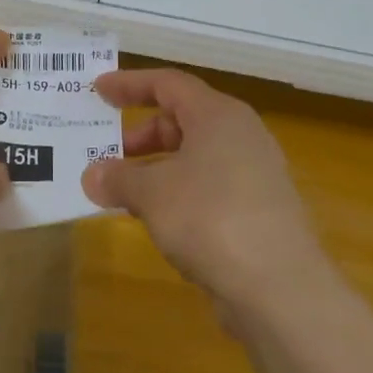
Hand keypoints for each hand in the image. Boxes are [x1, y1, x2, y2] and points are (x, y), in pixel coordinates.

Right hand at [83, 69, 334, 312]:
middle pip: (182, 120)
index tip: (98, 90)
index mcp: (218, 115)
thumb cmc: (210, 218)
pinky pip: (207, 187)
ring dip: (155, 169)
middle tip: (105, 152)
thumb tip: (92, 176)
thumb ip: (117, 178)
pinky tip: (156, 220)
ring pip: (194, 157)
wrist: (280, 289)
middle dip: (140, 135)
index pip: (168, 83)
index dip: (130, 84)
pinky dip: (177, 193)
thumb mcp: (152, 194)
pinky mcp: (258, 211)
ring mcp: (254, 175)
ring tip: (122, 192)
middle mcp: (241, 136)